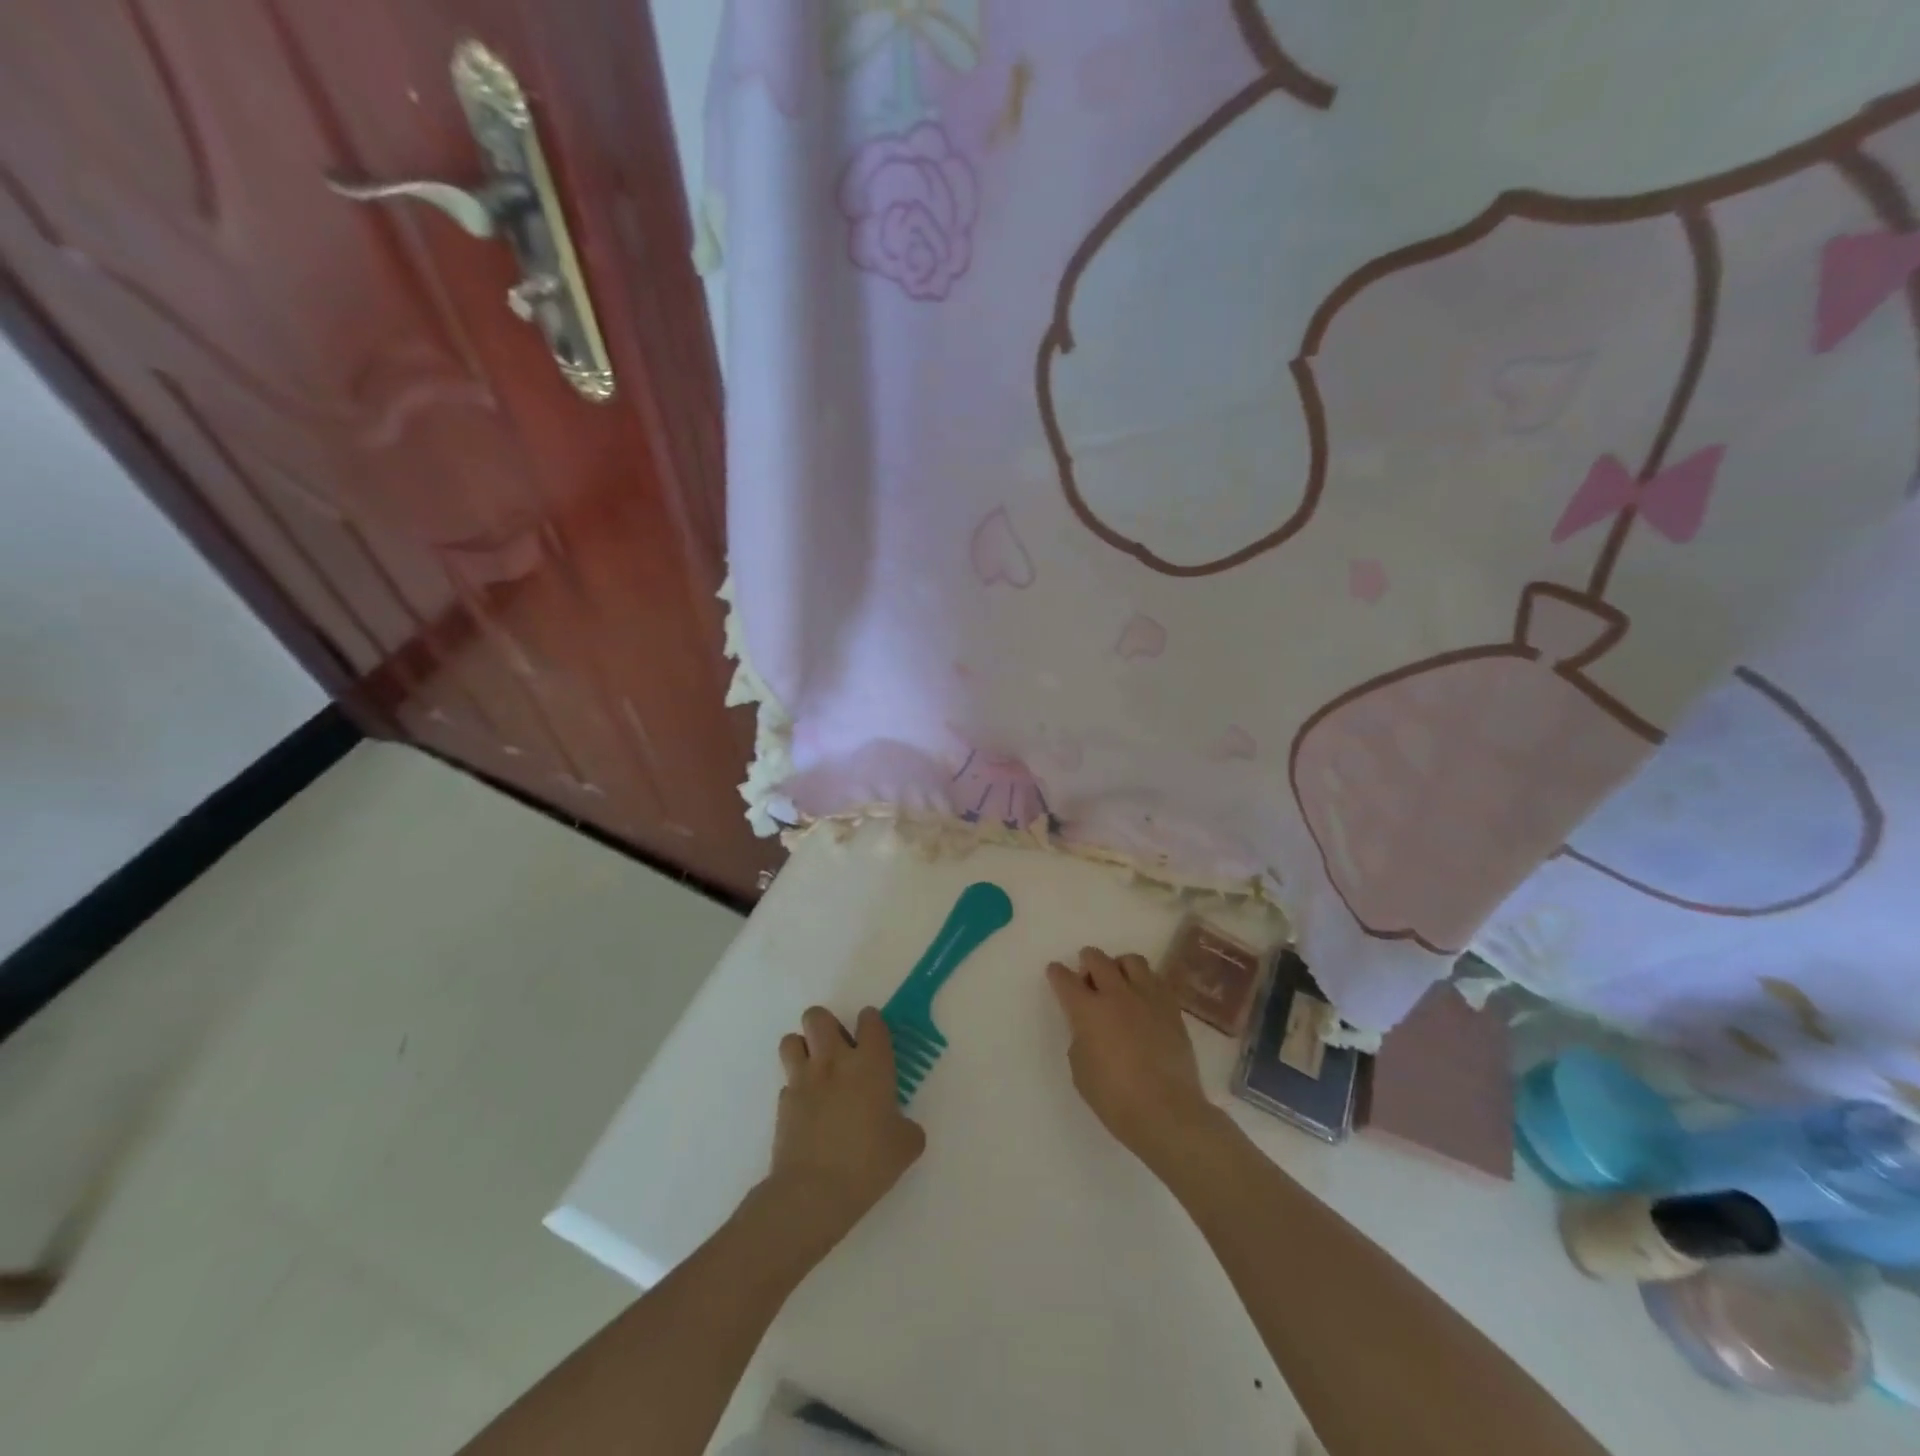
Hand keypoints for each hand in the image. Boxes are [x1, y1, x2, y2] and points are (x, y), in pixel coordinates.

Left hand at [765, 1007, 925, 1257]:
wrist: (813, 1193)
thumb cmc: (867, 1163)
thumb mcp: (905, 1147)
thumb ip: (907, 1128)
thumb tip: (901, 1127)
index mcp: (870, 1064)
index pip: (870, 1020)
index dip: (871, 1023)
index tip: (873, 1037)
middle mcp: (834, 1062)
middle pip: (818, 1017)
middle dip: (826, 1025)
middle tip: (839, 1051)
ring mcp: (804, 1080)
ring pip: (792, 1040)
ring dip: (803, 1049)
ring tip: (816, 1071)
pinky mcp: (783, 1103)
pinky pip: (787, 1082)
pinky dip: (796, 1089)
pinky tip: (808, 1111)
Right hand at [1047, 946, 1223, 1173]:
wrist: (1166, 1112)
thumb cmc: (1114, 1097)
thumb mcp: (1080, 1069)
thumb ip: (1081, 1037)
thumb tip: (1090, 1027)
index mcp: (1087, 1010)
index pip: (1065, 979)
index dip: (1057, 973)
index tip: (1056, 972)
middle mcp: (1116, 994)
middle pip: (1098, 959)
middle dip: (1087, 961)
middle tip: (1088, 977)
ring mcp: (1147, 998)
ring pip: (1132, 960)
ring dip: (1119, 966)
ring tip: (1119, 984)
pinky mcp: (1172, 1008)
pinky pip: (1156, 980)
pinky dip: (1145, 983)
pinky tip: (1143, 1001)